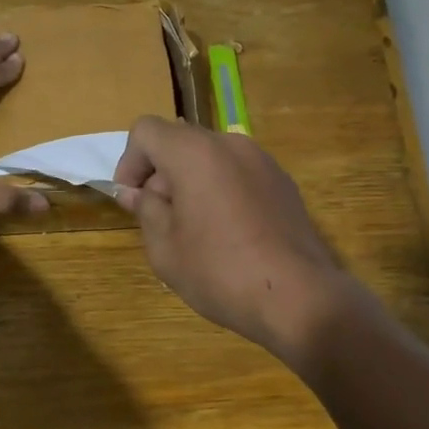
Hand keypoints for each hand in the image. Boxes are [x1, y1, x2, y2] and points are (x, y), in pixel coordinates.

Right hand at [112, 116, 359, 363]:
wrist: (298, 297)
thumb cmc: (220, 272)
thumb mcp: (165, 248)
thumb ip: (146, 210)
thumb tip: (138, 192)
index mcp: (195, 153)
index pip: (147, 131)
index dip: (129, 162)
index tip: (132, 200)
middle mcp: (231, 145)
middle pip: (181, 142)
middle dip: (161, 174)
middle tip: (159, 220)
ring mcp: (264, 162)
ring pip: (212, 158)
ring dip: (192, 183)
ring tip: (194, 230)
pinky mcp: (284, 184)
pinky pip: (239, 175)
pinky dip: (222, 191)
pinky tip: (228, 234)